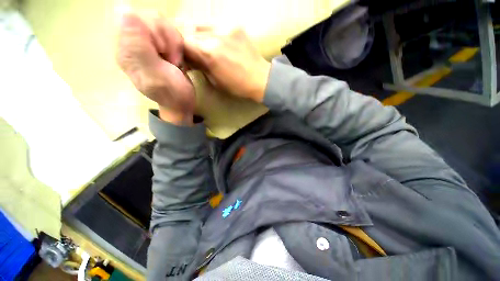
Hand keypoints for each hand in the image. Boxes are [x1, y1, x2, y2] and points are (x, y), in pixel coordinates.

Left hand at [116, 13, 194, 124]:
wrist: (181, 105)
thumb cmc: (172, 94)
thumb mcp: (157, 76)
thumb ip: (139, 48)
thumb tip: (124, 12)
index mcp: (126, 50)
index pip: (135, 17)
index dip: (155, 31)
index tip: (163, 52)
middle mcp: (132, 43)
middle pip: (150, 17)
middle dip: (167, 38)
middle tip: (171, 59)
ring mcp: (145, 44)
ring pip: (161, 23)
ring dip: (174, 41)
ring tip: (175, 60)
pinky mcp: (157, 46)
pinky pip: (168, 32)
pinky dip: (177, 43)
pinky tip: (176, 58)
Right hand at [184, 27, 270, 102]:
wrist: (260, 79)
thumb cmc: (238, 86)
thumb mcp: (215, 81)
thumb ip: (200, 66)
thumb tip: (189, 59)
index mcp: (209, 53)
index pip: (183, 43)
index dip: (179, 50)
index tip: (183, 57)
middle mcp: (215, 36)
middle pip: (190, 31)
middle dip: (187, 41)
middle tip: (190, 51)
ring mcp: (226, 27)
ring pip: (201, 25)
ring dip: (197, 35)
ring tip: (201, 45)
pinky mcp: (235, 25)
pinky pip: (214, 25)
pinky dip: (209, 33)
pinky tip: (213, 41)